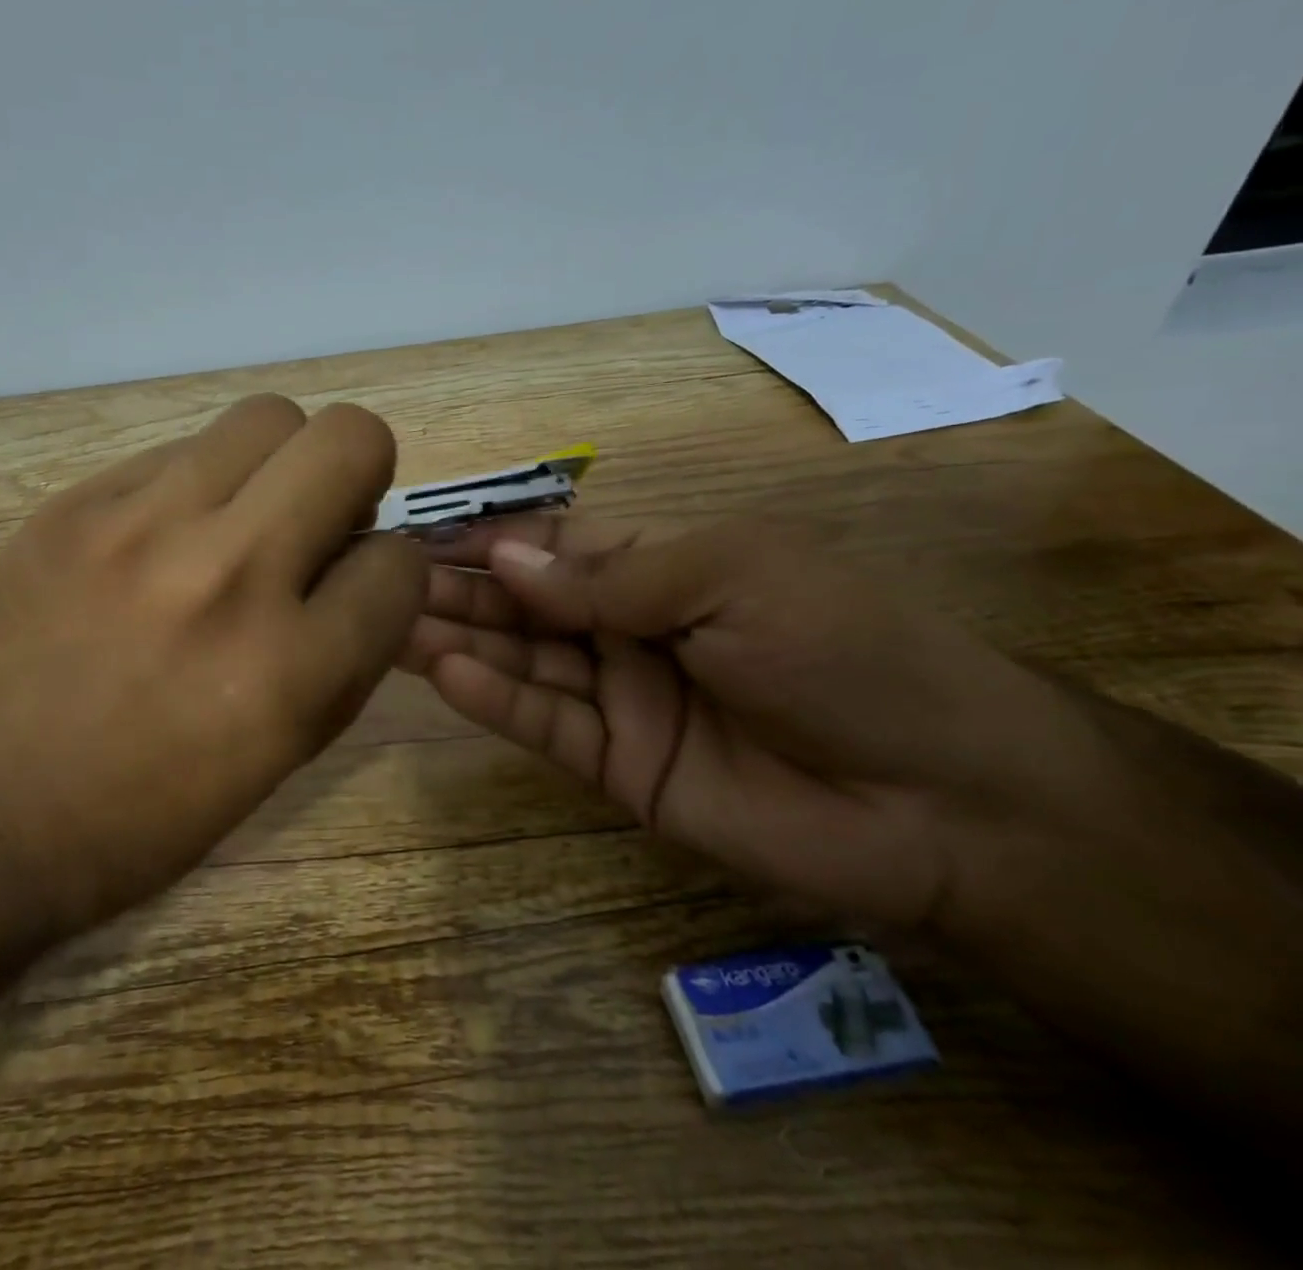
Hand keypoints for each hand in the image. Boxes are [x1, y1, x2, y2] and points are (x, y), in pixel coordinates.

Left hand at [0, 394, 425, 933]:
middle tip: (320, 516)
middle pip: (350, 439)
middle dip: (359, 473)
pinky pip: (178, 451)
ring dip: (279, 464)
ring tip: (243, 514)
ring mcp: (144, 527)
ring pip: (266, 417)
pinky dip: (197, 485)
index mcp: (291, 670)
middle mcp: (229, 577)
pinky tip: (162, 536)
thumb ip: (346, 653)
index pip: (400, 562)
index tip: (358, 584)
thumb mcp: (280, 756)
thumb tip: (364, 564)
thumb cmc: (146, 813)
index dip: (391, 572)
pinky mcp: (76, 503)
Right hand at [399, 513, 1102, 932]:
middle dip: (462, 589)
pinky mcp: (620, 768)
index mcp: (665, 567)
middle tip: (385, 580)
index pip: (557, 546)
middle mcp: (632, 629)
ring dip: (461, 640)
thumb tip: (507, 558)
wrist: (943, 797)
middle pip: (527, 604)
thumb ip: (612, 576)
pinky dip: (494, 700)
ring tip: (392, 623)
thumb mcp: (731, 577)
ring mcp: (622, 700)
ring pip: (524, 663)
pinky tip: (443, 673)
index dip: (493, 539)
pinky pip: (545, 725)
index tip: (423, 533)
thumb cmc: (844, 648)